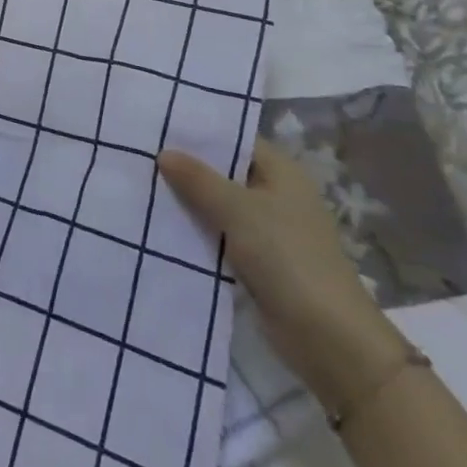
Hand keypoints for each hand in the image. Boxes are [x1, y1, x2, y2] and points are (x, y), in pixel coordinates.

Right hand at [158, 142, 409, 412]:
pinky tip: (159, 224)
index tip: (156, 126)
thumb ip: (198, 179)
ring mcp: (267, 230)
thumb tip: (163, 153)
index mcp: (281, 172)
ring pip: (218, 205)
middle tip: (138, 155)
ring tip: (140, 185)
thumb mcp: (238, 210)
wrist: (329, 340)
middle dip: (186, 167)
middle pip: (223, 172)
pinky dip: (195, 231)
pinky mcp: (257, 262)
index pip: (234, 139)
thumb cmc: (288, 258)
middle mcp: (275, 195)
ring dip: (187, 201)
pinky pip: (218, 235)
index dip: (198, 133)